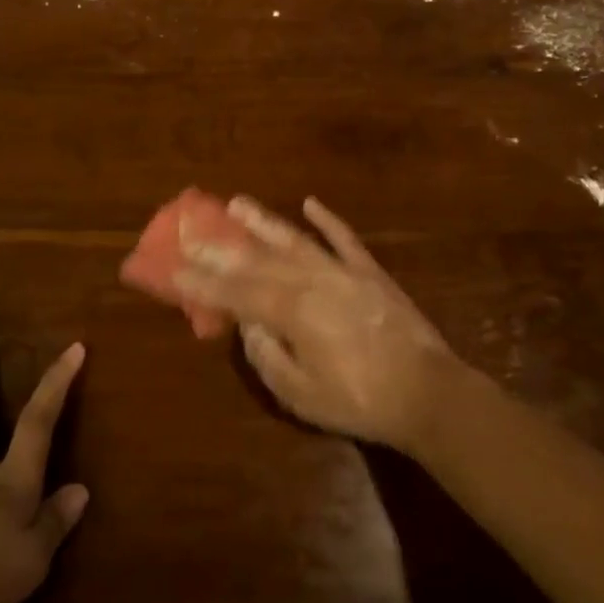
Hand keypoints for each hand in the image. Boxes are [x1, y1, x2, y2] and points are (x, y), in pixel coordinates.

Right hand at [174, 196, 467, 453]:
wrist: (428, 393)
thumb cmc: (360, 401)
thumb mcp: (301, 395)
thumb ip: (268, 357)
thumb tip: (250, 326)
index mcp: (292, 312)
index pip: (236, 292)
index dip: (203, 280)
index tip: (175, 266)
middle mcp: (312, 281)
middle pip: (258, 259)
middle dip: (221, 245)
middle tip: (192, 227)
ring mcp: (343, 272)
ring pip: (295, 239)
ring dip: (264, 221)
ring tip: (237, 201)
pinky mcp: (370, 273)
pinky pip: (345, 239)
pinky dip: (327, 220)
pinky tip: (310, 203)